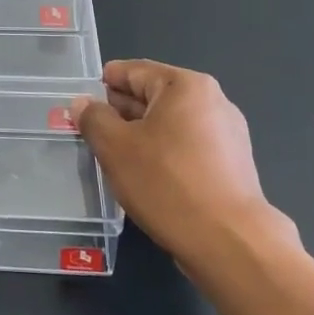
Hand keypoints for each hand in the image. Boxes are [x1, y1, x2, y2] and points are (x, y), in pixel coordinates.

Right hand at [72, 60, 295, 261]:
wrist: (230, 244)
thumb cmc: (167, 184)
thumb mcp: (115, 148)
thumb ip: (94, 119)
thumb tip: (82, 103)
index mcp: (185, 85)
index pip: (133, 71)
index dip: (103, 84)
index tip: (80, 100)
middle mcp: (212, 101)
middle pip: (153, 96)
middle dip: (121, 112)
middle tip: (91, 131)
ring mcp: (228, 134)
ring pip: (170, 124)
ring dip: (142, 135)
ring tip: (114, 157)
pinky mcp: (233, 165)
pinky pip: (188, 147)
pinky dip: (164, 154)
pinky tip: (146, 177)